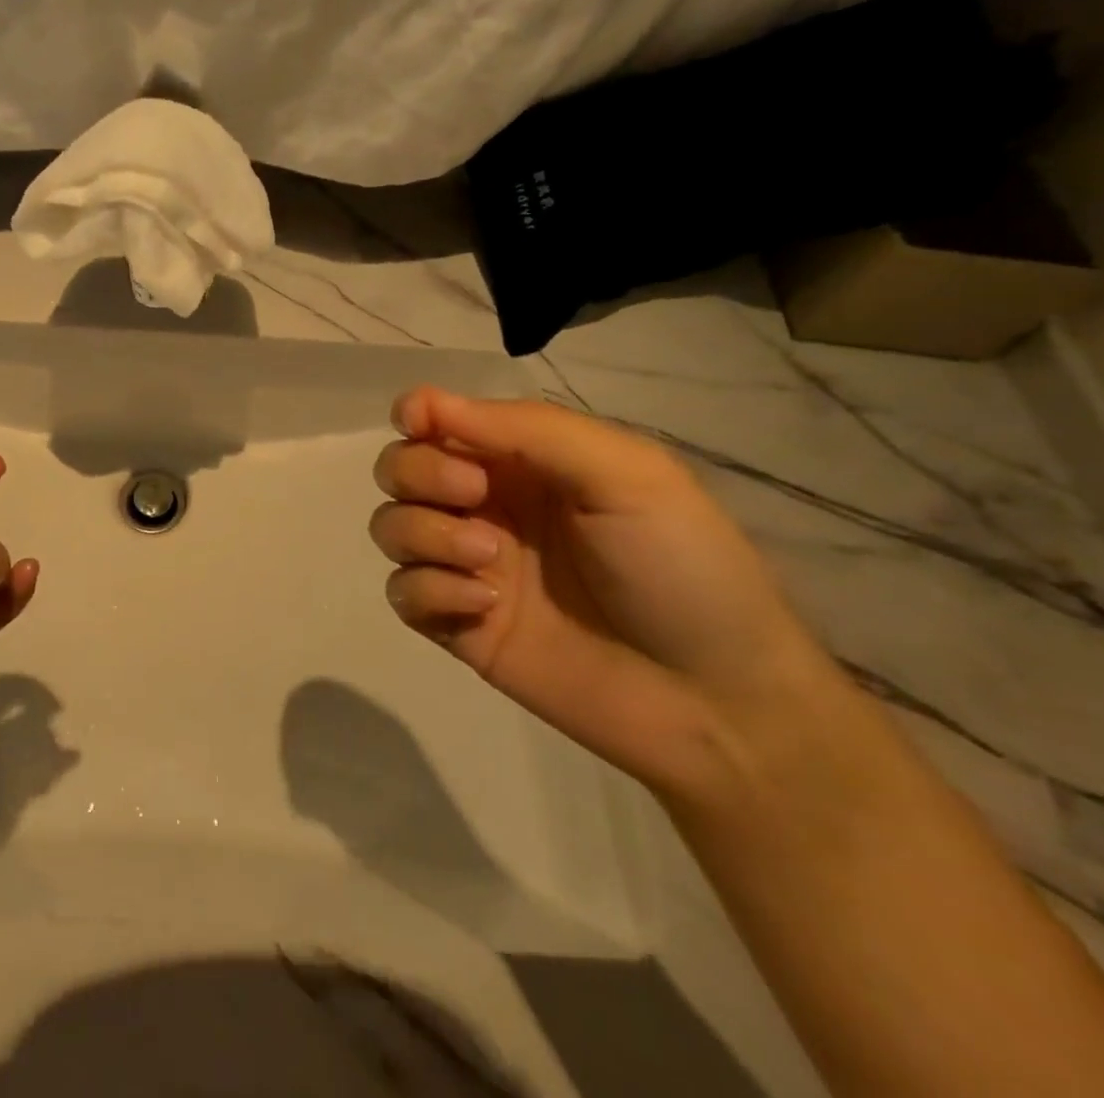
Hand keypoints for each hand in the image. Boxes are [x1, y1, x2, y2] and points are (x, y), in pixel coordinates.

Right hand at [369, 386, 833, 803]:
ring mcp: (467, 566)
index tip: (418, 423)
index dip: (417, 412)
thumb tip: (426, 403)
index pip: (441, 419)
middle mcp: (486, 506)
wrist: (713, 701)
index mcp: (525, 461)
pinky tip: (485, 608)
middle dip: (419, 473)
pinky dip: (430, 591)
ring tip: (488, 561)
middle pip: (400, 468)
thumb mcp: (626, 474)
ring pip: (390, 526)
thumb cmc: (681, 567)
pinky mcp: (457, 624)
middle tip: (472, 496)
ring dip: (424, 533)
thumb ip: (528, 429)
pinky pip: (402, 591)